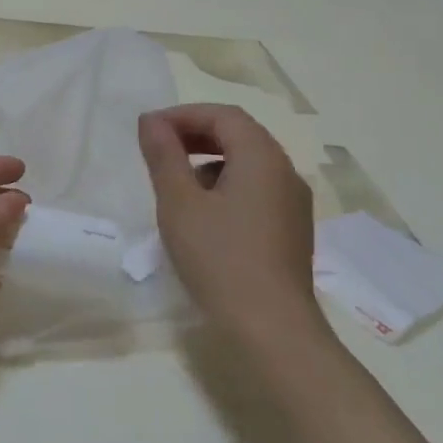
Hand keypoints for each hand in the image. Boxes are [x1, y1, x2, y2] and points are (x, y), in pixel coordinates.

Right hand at [138, 105, 327, 351]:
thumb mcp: (179, 203)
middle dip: (196, 134)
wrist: (271, 328)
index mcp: (262, 158)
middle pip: (240, 135)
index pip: (223, 116)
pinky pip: (257, 189)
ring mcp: (293, 203)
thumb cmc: (219, 258)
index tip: (149, 130)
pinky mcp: (291, 229)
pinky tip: (203, 213)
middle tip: (158, 148)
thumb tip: (151, 121)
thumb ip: (164, 156)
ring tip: (175, 181)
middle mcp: (285, 172)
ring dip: (210, 159)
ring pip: (249, 163)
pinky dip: (226, 184)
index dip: (183, 114)